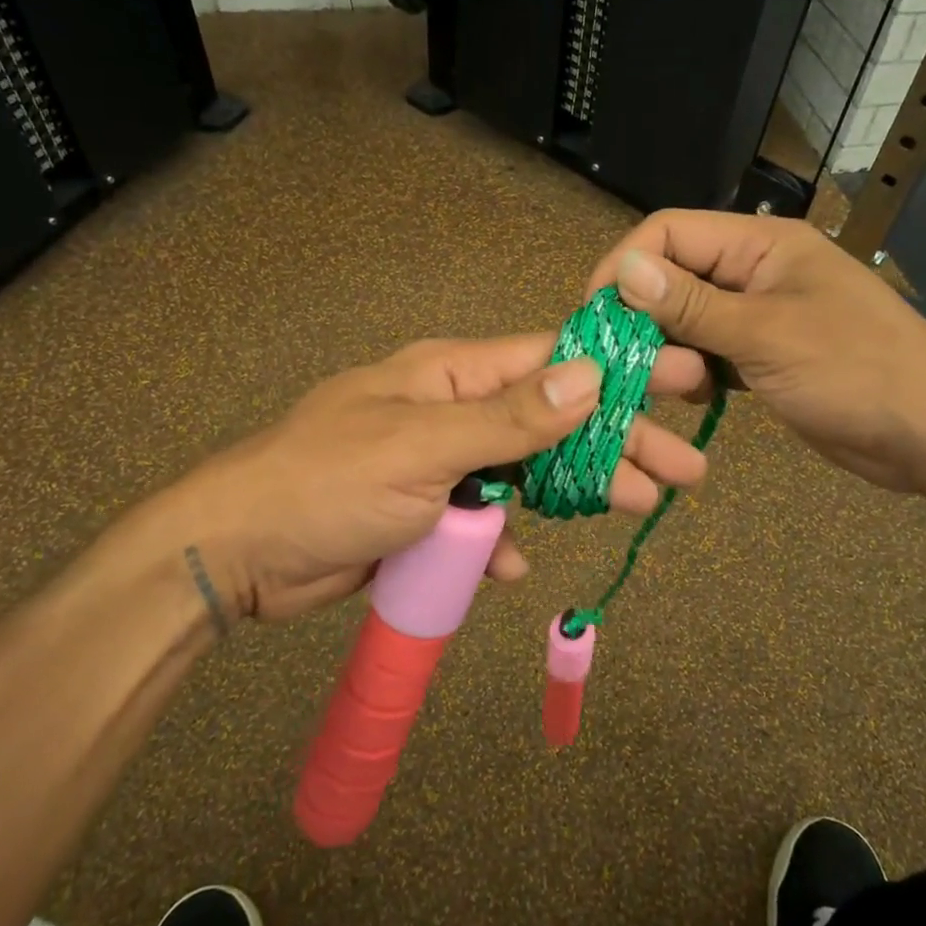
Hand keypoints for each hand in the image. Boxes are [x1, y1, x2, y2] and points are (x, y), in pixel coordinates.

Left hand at [117, 334, 709, 622]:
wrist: (239, 551)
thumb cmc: (328, 482)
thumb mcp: (422, 445)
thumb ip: (508, 418)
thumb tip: (589, 375)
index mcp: (451, 376)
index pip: (552, 360)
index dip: (620, 368)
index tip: (681, 375)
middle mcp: (453, 412)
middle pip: (553, 421)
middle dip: (619, 441)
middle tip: (686, 468)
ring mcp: (441, 465)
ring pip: (526, 473)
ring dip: (577, 491)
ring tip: (640, 504)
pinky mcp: (425, 514)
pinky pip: (481, 522)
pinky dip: (501, 542)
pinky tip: (517, 565)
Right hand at [586, 210, 925, 494]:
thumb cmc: (856, 371)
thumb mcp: (767, 335)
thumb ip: (692, 305)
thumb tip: (622, 270)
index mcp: (762, 244)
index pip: (670, 232)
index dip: (625, 265)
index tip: (593, 314)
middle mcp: (756, 270)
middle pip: (675, 275)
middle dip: (642, 313)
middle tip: (619, 360)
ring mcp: (761, 315)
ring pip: (689, 318)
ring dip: (667, 347)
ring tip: (658, 384)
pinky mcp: (765, 356)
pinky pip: (711, 351)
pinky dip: (693, 371)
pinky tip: (693, 396)